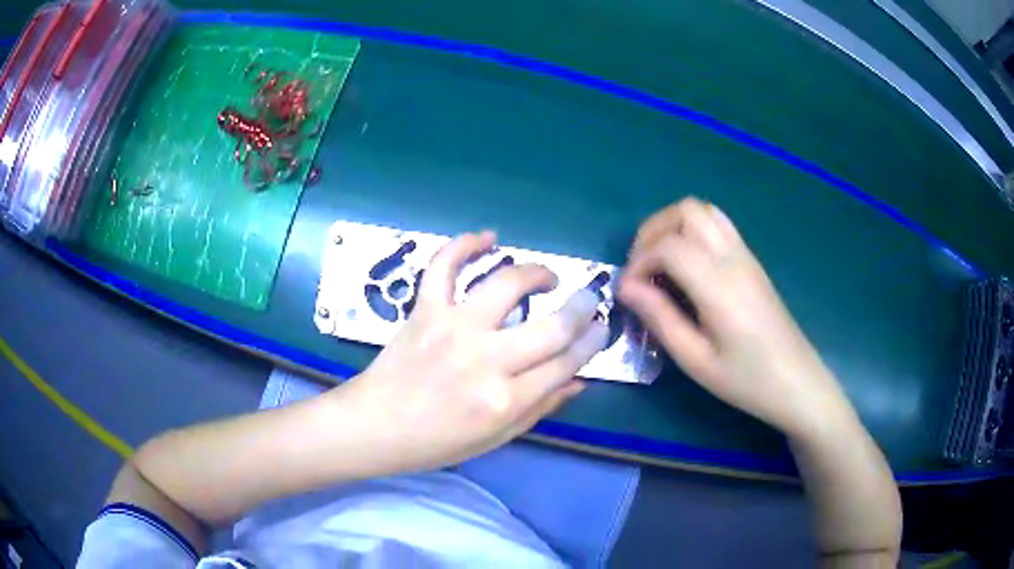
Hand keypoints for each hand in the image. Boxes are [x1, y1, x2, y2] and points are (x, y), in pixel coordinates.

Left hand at [339, 231, 607, 470]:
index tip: (601, 326)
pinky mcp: (425, 309)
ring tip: (546, 278)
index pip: (567, 362)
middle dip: (582, 307)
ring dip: (536, 273)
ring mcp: (453, 327)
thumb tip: (579, 379)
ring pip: (508, 284)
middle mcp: (486, 359)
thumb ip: (541, 408)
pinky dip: (465, 244)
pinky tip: (488, 237)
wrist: (376, 425)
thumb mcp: (496, 438)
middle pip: (552, 325)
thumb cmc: (437, 442)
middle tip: (587, 300)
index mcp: (506, 400)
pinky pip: (444, 265)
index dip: (592, 341)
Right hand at [619, 198, 852, 436]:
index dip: (639, 262)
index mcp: (718, 284)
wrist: (795, 381)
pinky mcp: (751, 260)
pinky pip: (718, 224)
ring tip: (661, 262)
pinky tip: (688, 266)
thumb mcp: (695, 360)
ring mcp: (745, 255)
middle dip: (653, 232)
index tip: (629, 292)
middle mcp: (732, 257)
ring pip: (703, 210)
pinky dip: (693, 231)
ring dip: (673, 226)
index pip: (669, 246)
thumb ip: (659, 317)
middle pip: (686, 211)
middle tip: (642, 269)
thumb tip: (626, 287)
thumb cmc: (745, 379)